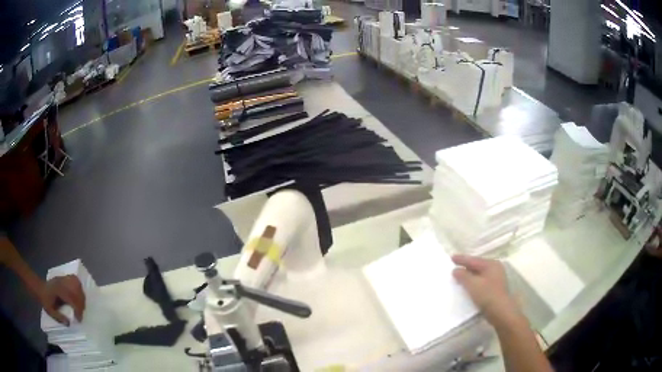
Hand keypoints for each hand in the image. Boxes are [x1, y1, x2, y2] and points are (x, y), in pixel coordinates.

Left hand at [39, 275, 85, 325]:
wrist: (40, 288)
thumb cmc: (45, 301)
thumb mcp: (50, 311)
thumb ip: (59, 317)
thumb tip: (69, 323)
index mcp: (57, 289)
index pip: (71, 297)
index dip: (77, 309)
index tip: (79, 319)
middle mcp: (61, 281)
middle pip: (76, 290)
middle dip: (81, 303)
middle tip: (80, 314)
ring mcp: (63, 278)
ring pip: (77, 284)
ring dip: (81, 296)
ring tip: (80, 306)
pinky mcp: (65, 278)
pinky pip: (75, 280)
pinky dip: (79, 288)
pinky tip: (78, 295)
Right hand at [452, 255, 519, 326]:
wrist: (500, 312)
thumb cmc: (487, 295)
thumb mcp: (473, 285)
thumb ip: (463, 276)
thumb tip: (456, 270)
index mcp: (491, 264)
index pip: (473, 260)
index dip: (462, 259)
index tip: (451, 257)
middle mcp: (495, 269)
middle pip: (477, 266)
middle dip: (465, 267)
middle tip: (454, 266)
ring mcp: (496, 279)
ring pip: (479, 274)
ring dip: (469, 276)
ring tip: (458, 276)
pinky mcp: (494, 289)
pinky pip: (481, 282)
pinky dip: (473, 282)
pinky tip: (467, 286)